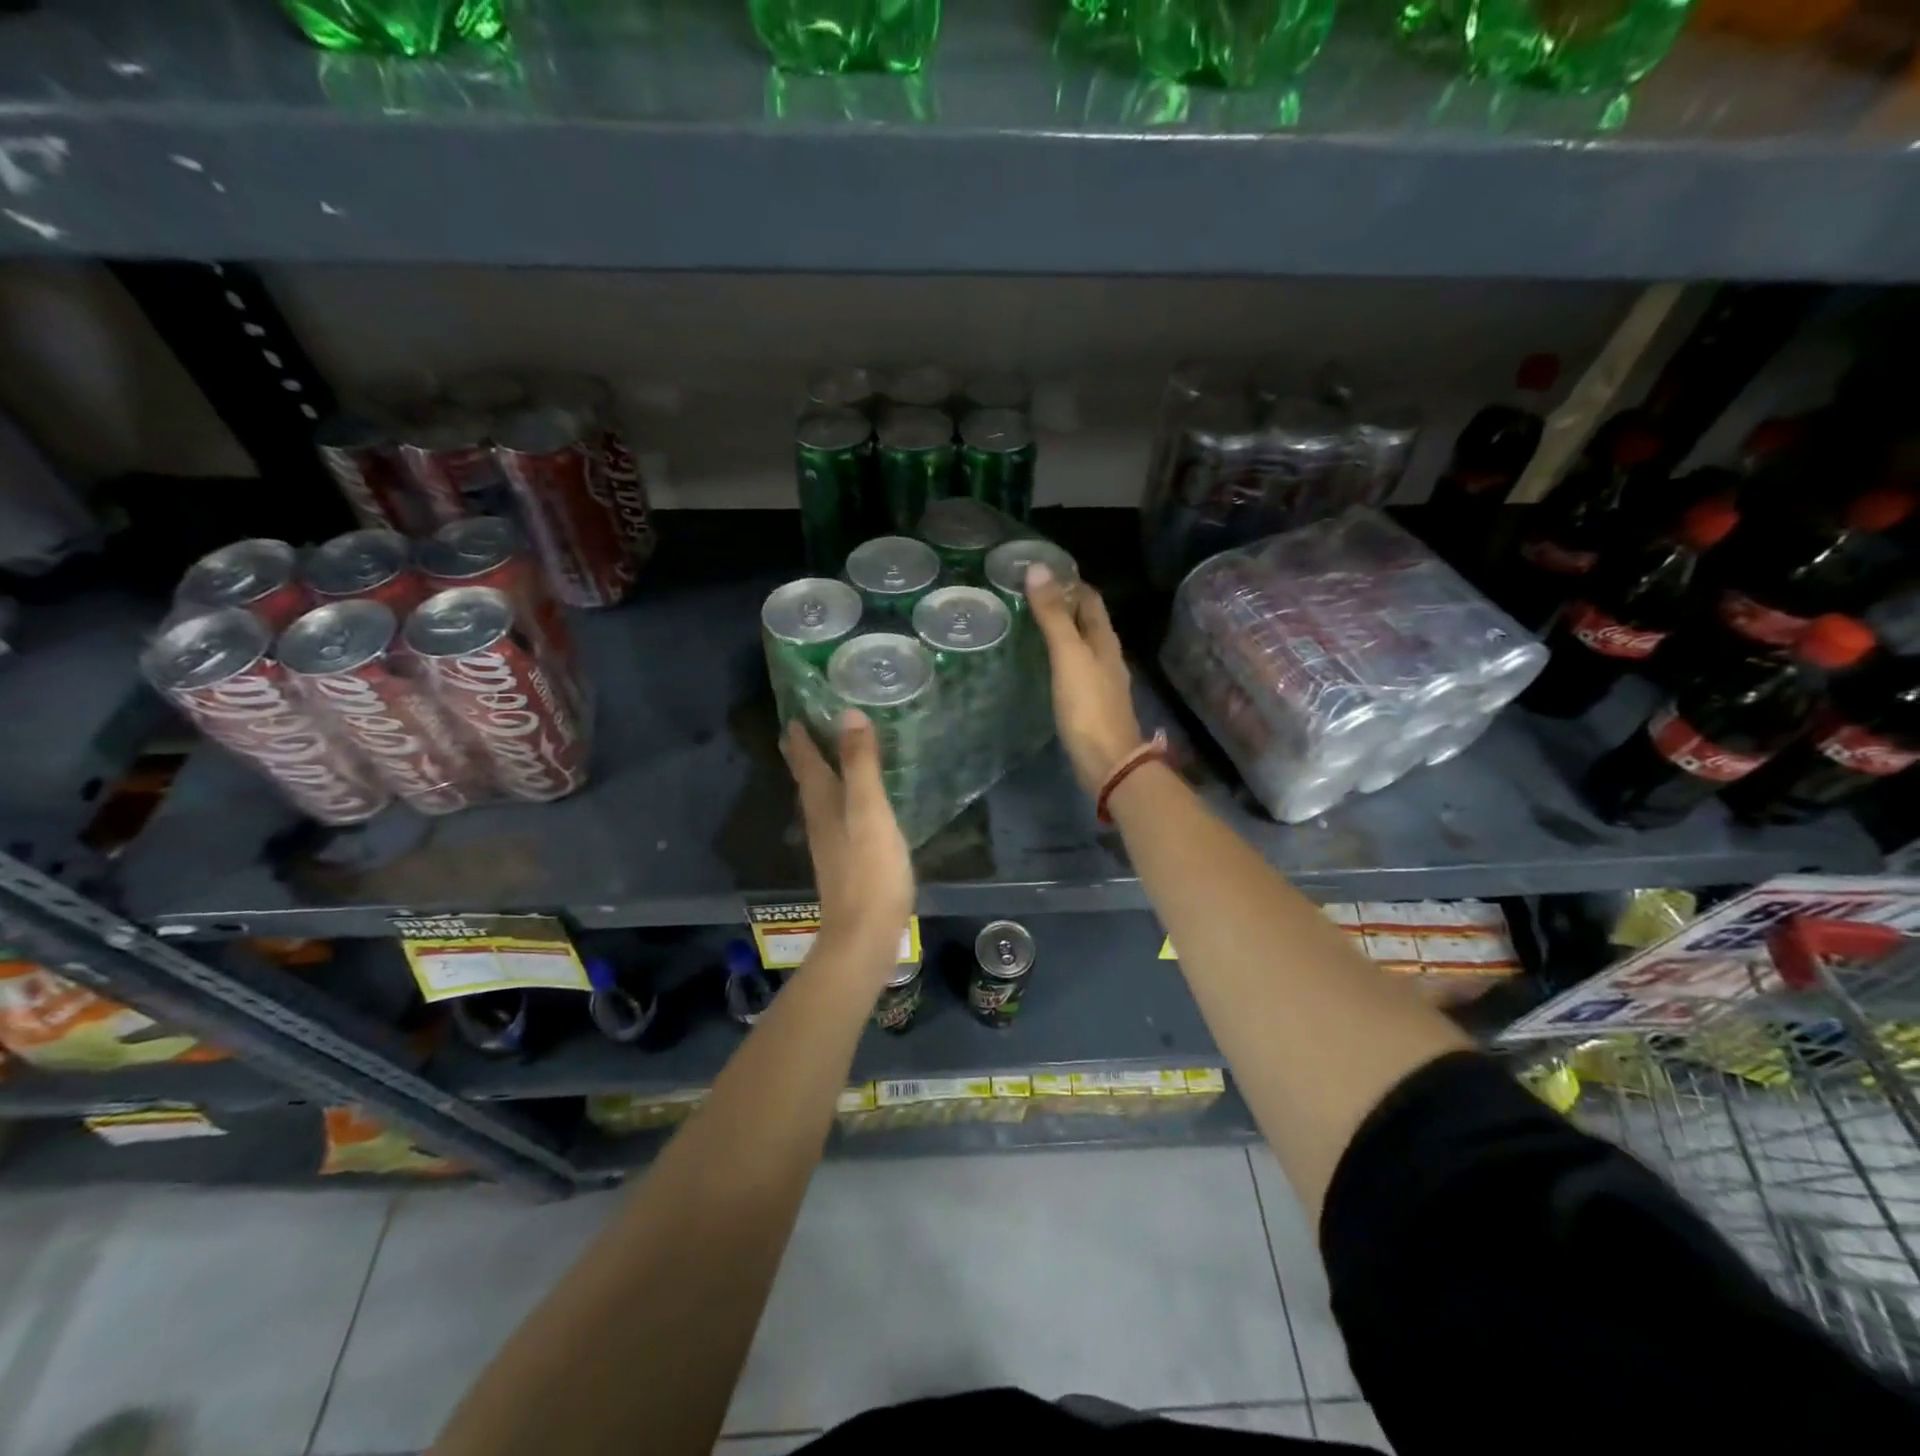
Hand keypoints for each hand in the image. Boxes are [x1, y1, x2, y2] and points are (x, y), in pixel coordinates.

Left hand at [781, 712, 914, 971]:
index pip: (805, 761)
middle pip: (807, 780)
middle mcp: (819, 820)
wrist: (864, 935)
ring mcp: (830, 843)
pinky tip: (851, 805)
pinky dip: (838, 799)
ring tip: (826, 758)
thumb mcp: (869, 810)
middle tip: (803, 730)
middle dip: (803, 754)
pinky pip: (836, 817)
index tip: (795, 713)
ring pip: (819, 799)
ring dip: (820, 775)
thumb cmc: (870, 870)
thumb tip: (848, 713)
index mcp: (823, 803)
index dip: (799, 737)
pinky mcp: (845, 861)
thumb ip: (860, 764)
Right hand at [1025, 564, 1145, 796]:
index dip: (1069, 582)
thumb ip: (1053, 615)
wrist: (1107, 762)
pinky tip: (1040, 665)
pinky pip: (1074, 670)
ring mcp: (1100, 682)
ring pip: (1081, 646)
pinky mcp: (1090, 704)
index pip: (1090, 599)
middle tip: (1025, 598)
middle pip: (1086, 622)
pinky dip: (1058, 659)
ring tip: (1027, 626)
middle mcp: (1107, 656)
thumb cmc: (1088, 706)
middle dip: (1062, 606)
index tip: (1039, 573)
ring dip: (1060, 633)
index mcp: (1105, 640)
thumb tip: (1038, 568)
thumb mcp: (1068, 656)